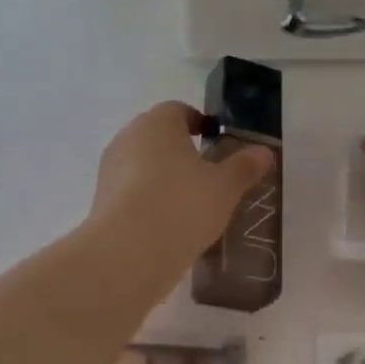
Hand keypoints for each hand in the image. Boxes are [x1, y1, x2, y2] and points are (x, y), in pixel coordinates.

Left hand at [89, 102, 273, 266]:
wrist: (128, 253)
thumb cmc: (182, 204)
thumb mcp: (225, 187)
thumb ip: (244, 166)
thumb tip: (264, 151)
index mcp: (157, 123)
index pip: (178, 110)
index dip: (198, 122)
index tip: (214, 139)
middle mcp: (127, 138)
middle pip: (157, 136)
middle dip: (180, 151)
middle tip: (206, 173)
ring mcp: (109, 170)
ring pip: (142, 165)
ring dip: (162, 177)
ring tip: (189, 203)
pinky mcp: (100, 201)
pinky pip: (130, 192)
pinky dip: (148, 200)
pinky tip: (167, 224)